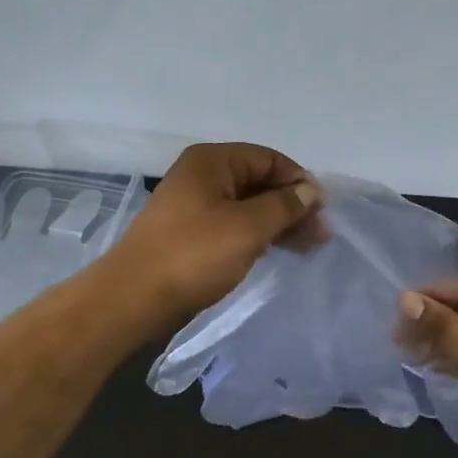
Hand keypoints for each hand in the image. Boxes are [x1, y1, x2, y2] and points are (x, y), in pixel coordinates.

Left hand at [109, 142, 324, 329]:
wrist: (134, 297)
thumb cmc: (194, 254)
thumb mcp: (247, 227)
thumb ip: (283, 205)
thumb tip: (310, 190)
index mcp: (211, 162)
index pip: (267, 159)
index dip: (299, 181)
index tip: (323, 210)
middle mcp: (201, 176)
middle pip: (258, 182)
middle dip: (291, 205)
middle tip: (321, 235)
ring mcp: (193, 205)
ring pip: (246, 206)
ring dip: (277, 222)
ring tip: (308, 247)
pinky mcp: (190, 234)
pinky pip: (232, 225)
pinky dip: (256, 235)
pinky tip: (275, 251)